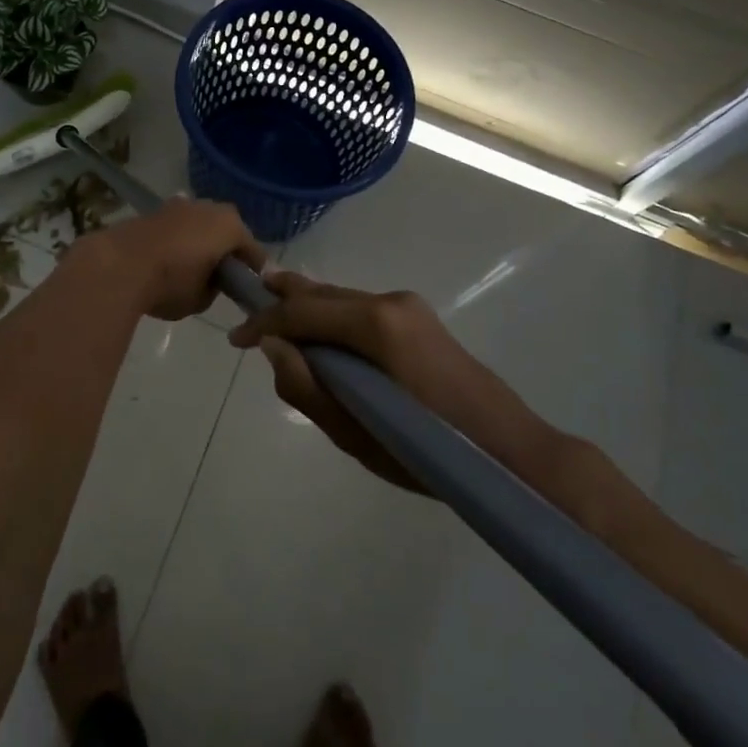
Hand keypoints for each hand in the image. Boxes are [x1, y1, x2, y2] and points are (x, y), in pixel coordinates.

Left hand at [75, 197, 264, 321]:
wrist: (118, 265)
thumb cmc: (170, 283)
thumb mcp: (201, 299)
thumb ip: (213, 288)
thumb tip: (208, 280)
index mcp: (229, 226)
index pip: (252, 250)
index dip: (254, 270)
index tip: (251, 286)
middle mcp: (208, 208)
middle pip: (227, 229)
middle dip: (226, 248)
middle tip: (223, 274)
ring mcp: (179, 205)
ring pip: (200, 224)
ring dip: (200, 240)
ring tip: (193, 265)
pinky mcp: (154, 211)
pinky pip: (177, 226)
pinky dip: (178, 239)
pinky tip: (169, 258)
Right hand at [228, 270, 495, 492]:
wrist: (512, 451)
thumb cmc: (430, 452)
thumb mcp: (356, 434)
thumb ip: (307, 388)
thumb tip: (271, 346)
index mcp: (376, 324)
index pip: (304, 311)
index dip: (265, 321)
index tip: (235, 338)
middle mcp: (390, 301)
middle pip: (323, 294)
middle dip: (283, 300)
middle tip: (247, 306)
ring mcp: (408, 306)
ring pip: (342, 298)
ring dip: (308, 307)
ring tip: (275, 315)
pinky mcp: (418, 319)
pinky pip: (361, 309)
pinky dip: (333, 317)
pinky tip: (321, 332)